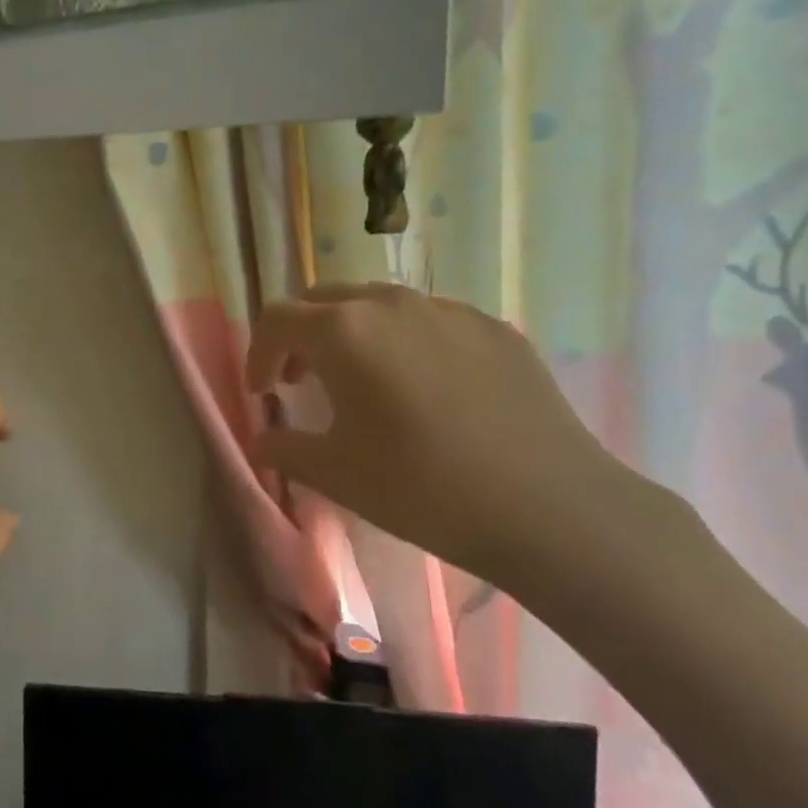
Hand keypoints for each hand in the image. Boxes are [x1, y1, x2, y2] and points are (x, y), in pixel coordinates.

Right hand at [247, 284, 677, 601]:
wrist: (550, 507)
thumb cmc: (424, 488)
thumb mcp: (336, 475)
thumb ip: (285, 448)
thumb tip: (263, 440)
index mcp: (343, 331)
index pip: (277, 320)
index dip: (258, 354)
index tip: (263, 394)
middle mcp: (390, 303)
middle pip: (324, 300)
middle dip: (301, 335)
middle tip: (301, 380)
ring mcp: (448, 310)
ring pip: (379, 304)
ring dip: (353, 334)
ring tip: (362, 382)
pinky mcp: (493, 327)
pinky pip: (430, 321)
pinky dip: (406, 342)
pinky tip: (427, 390)